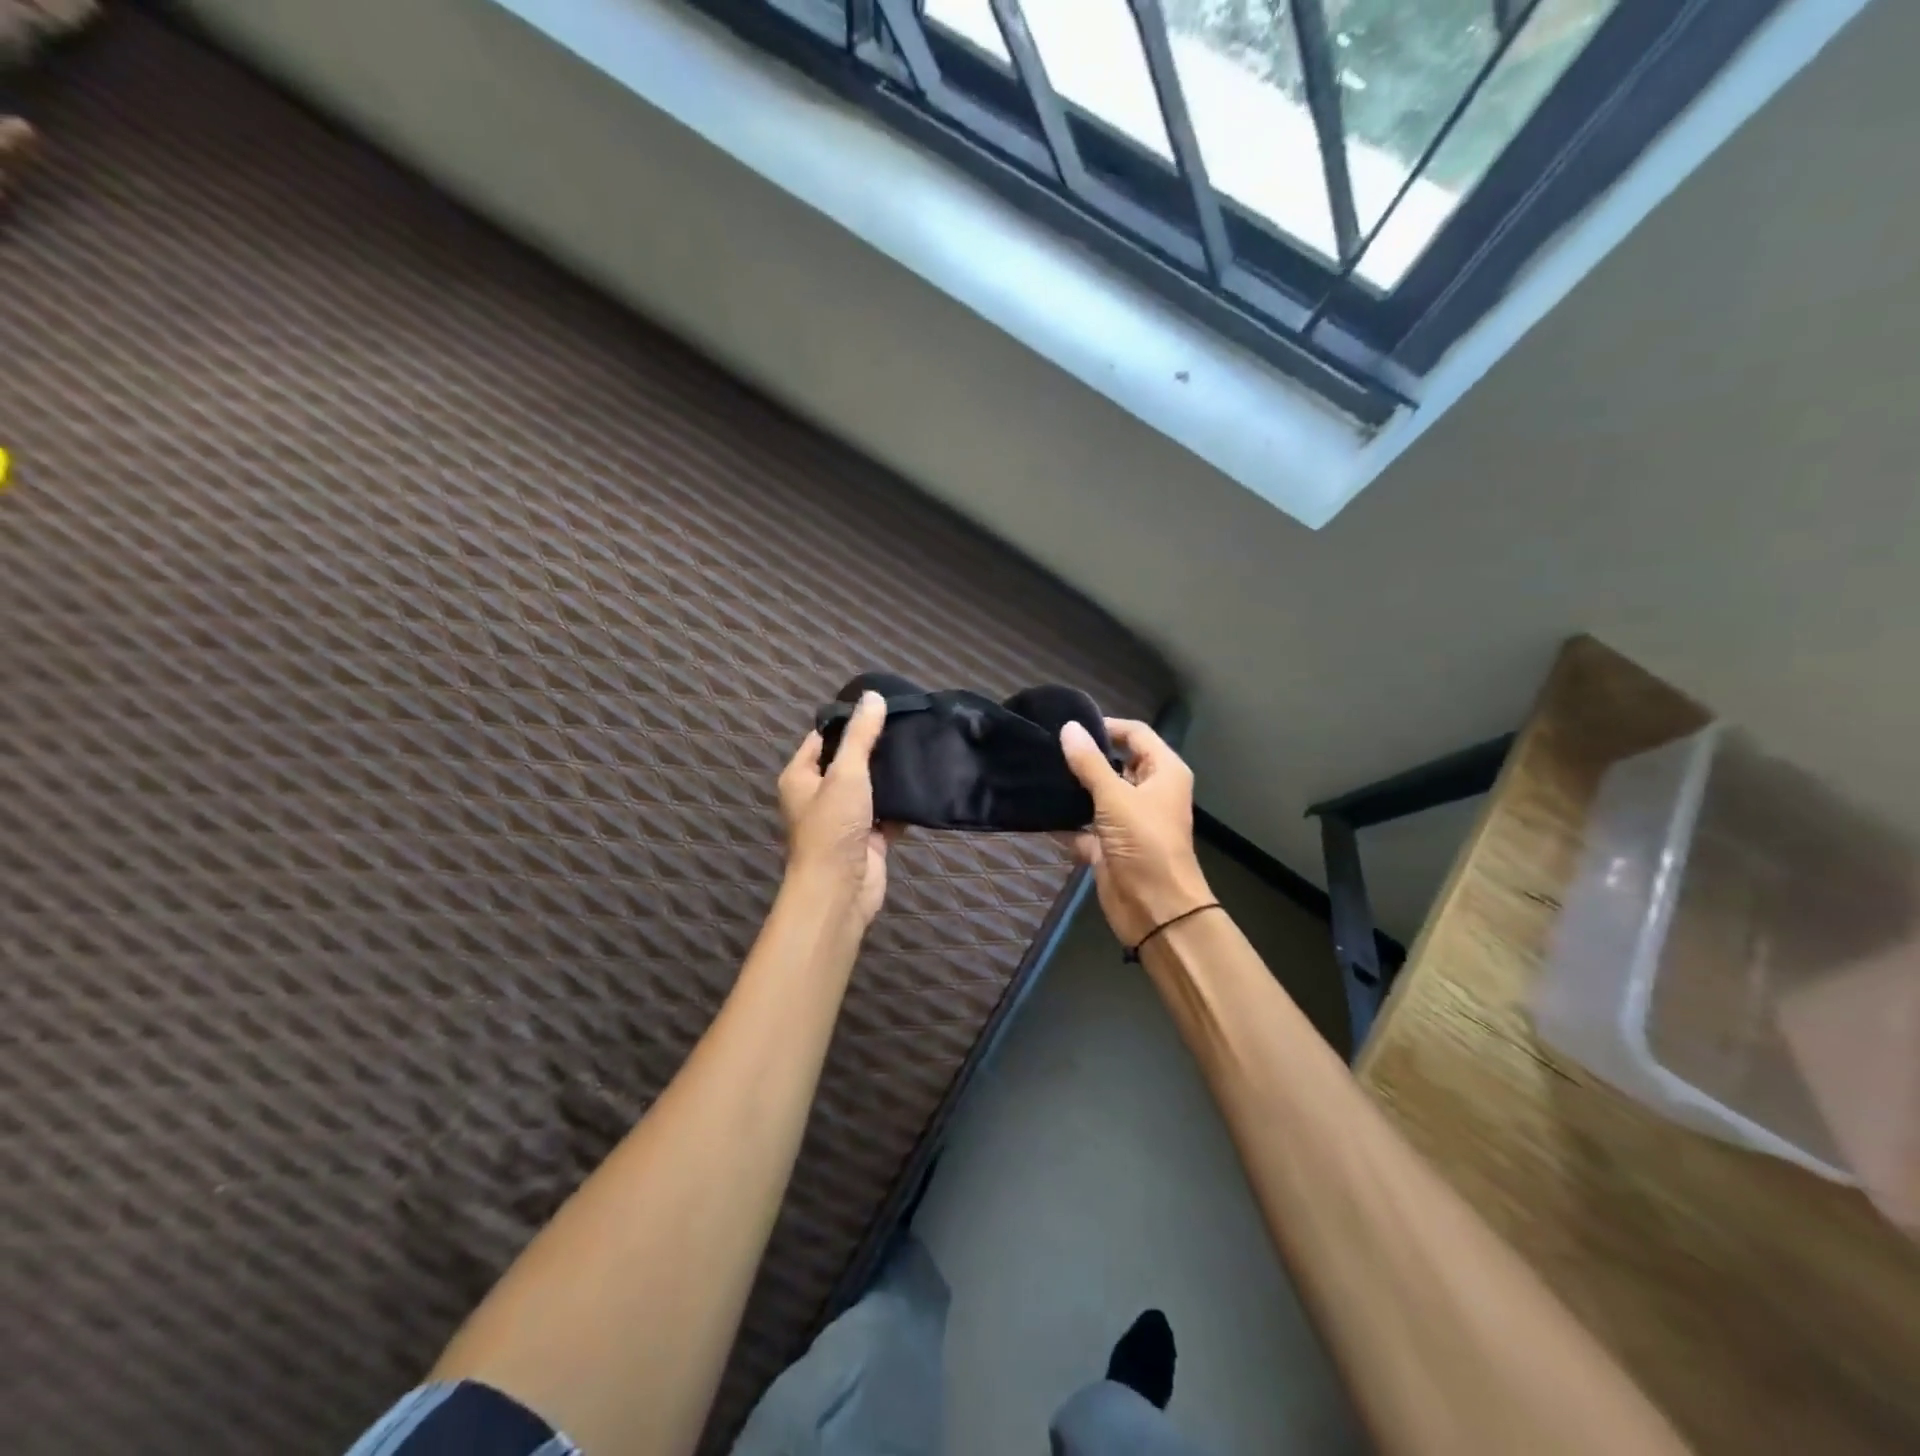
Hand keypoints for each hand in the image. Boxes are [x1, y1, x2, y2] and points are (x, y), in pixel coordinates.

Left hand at [777, 691, 899, 926]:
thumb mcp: (846, 773)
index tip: (881, 707)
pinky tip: (925, 783)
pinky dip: (903, 804)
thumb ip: (861, 736)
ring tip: (920, 747)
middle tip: (908, 724)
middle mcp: (819, 795)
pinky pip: (888, 813)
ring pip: (871, 788)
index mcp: (801, 777)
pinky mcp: (869, 838)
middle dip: (875, 748)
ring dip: (891, 776)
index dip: (848, 722)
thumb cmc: (833, 826)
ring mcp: (845, 818)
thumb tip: (873, 696)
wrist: (840, 890)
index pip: (822, 738)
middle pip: (849, 762)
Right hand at [1059, 718, 1212, 949]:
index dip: (1106, 727)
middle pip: (1116, 763)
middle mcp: (1148, 792)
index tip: (1069, 726)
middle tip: (1047, 747)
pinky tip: (1039, 812)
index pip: (1136, 734)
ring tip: (1038, 772)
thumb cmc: (1145, 844)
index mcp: (1163, 772)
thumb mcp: (1115, 798)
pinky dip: (1067, 824)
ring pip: (1098, 795)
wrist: (1155, 909)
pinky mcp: (1111, 846)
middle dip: (1085, 757)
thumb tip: (1069, 728)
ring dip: (1074, 789)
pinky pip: (1084, 828)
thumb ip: (1090, 763)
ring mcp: (1129, 821)